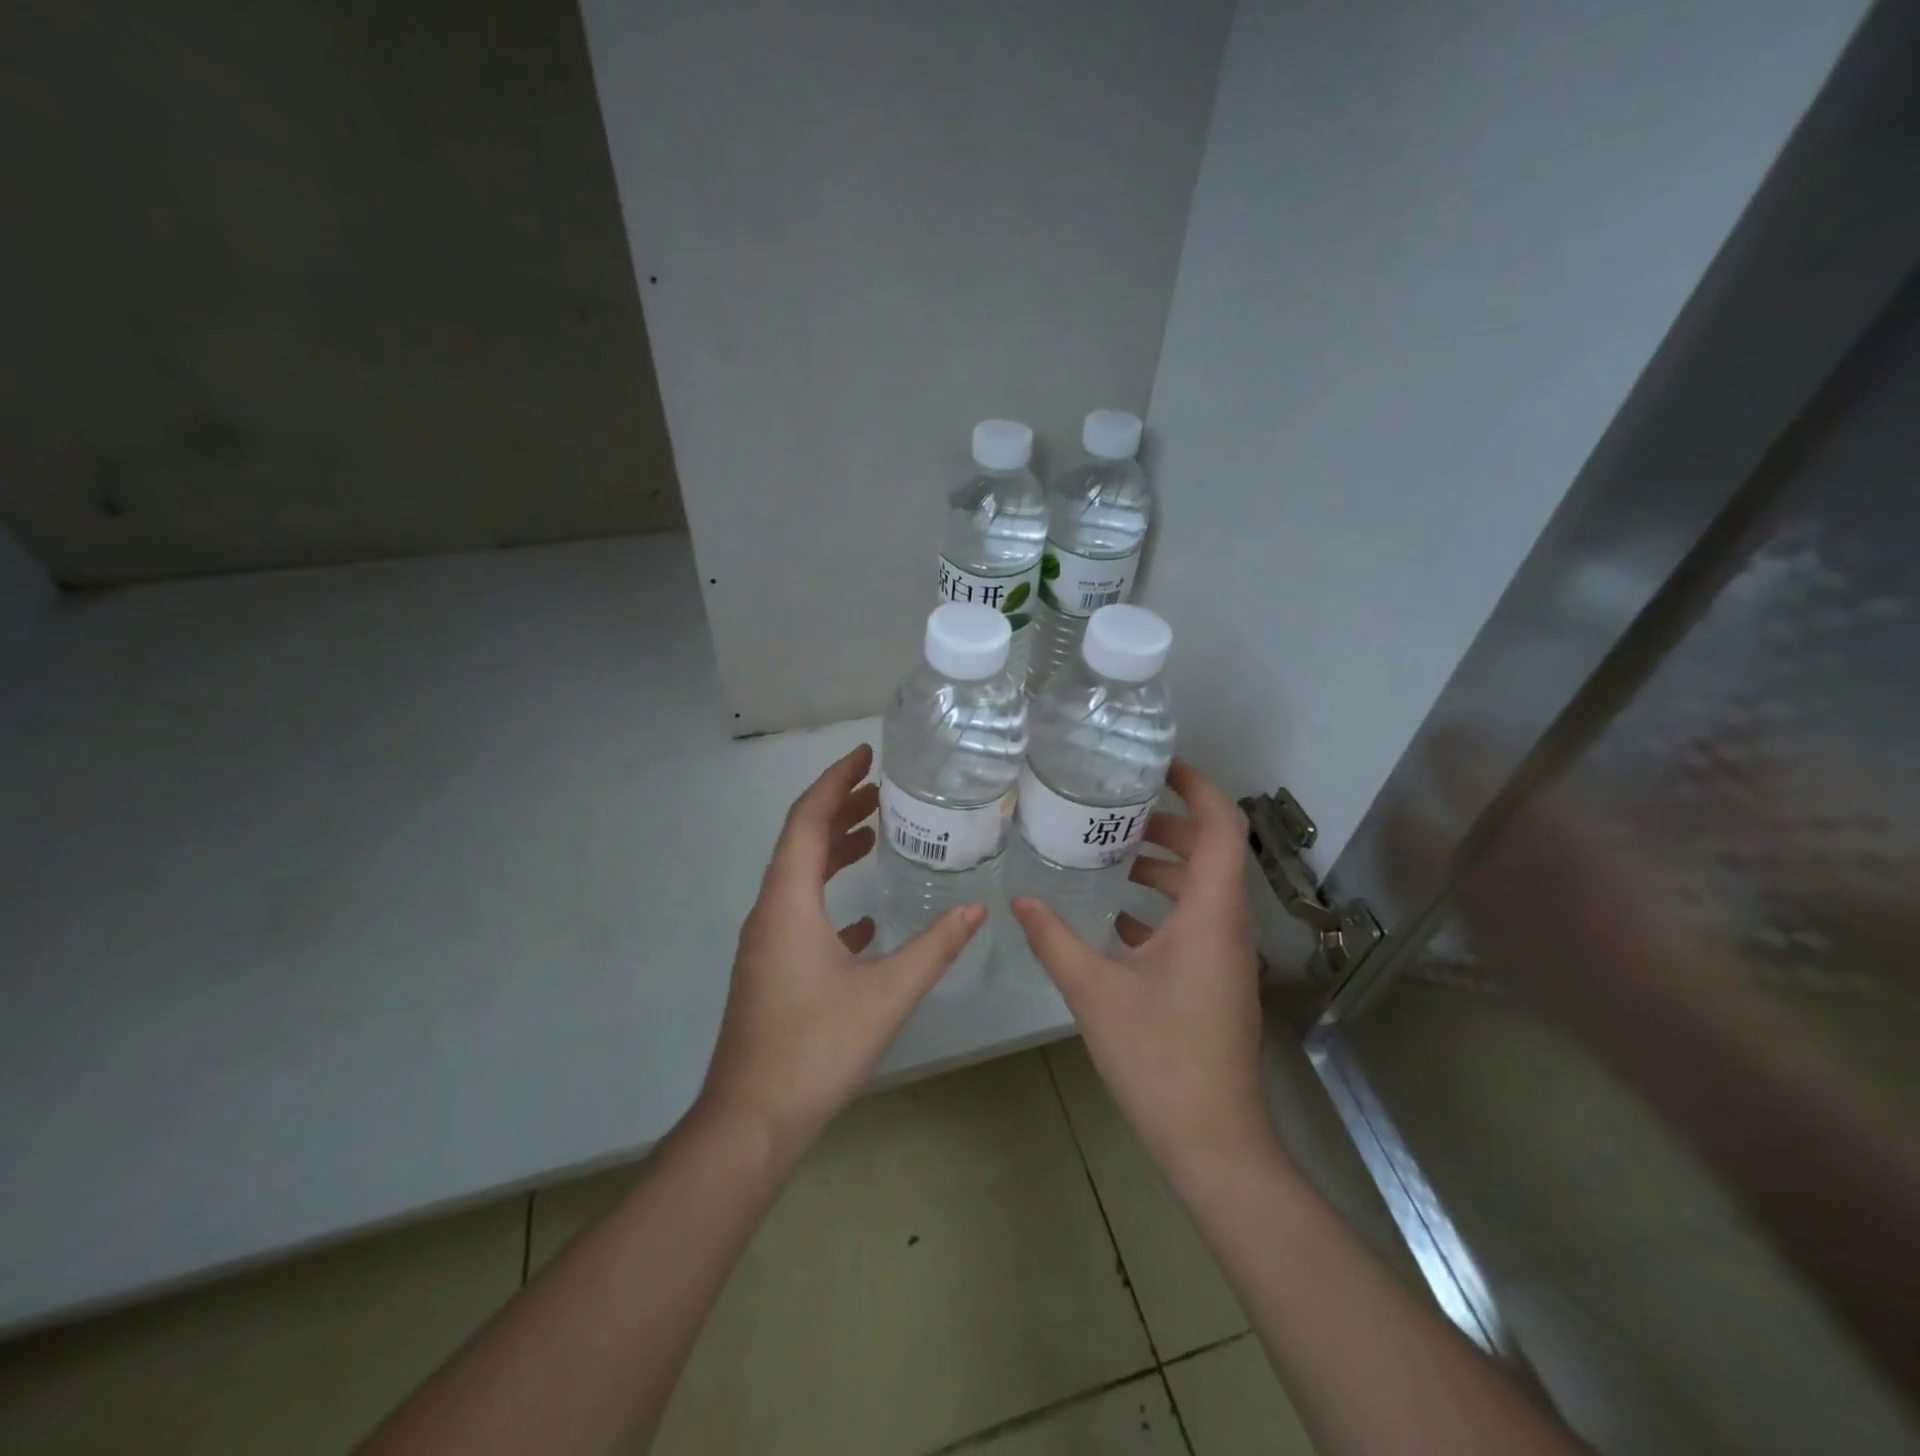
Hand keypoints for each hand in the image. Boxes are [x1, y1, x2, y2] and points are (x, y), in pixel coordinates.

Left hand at [697, 744, 984, 1157]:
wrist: (751, 1122)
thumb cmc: (817, 1048)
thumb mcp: (888, 994)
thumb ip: (935, 947)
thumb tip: (979, 908)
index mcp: (789, 902)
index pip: (807, 819)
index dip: (836, 780)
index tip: (866, 753)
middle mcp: (770, 912)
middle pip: (800, 841)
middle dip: (838, 807)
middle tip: (879, 788)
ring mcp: (765, 943)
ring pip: (799, 877)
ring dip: (833, 850)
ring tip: (874, 834)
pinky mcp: (769, 970)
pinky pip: (800, 914)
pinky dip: (829, 897)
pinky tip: (864, 918)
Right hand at [1012, 759, 1271, 1176]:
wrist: (1211, 1139)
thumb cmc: (1159, 1057)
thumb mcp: (1095, 992)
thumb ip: (1055, 940)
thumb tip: (1019, 901)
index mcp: (1211, 914)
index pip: (1222, 826)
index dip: (1197, 787)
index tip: (1157, 766)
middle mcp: (1227, 925)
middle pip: (1211, 851)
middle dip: (1169, 823)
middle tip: (1116, 810)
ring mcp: (1226, 955)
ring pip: (1202, 889)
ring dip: (1164, 866)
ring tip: (1110, 855)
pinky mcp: (1216, 979)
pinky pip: (1194, 922)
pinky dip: (1162, 906)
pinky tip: (1116, 919)